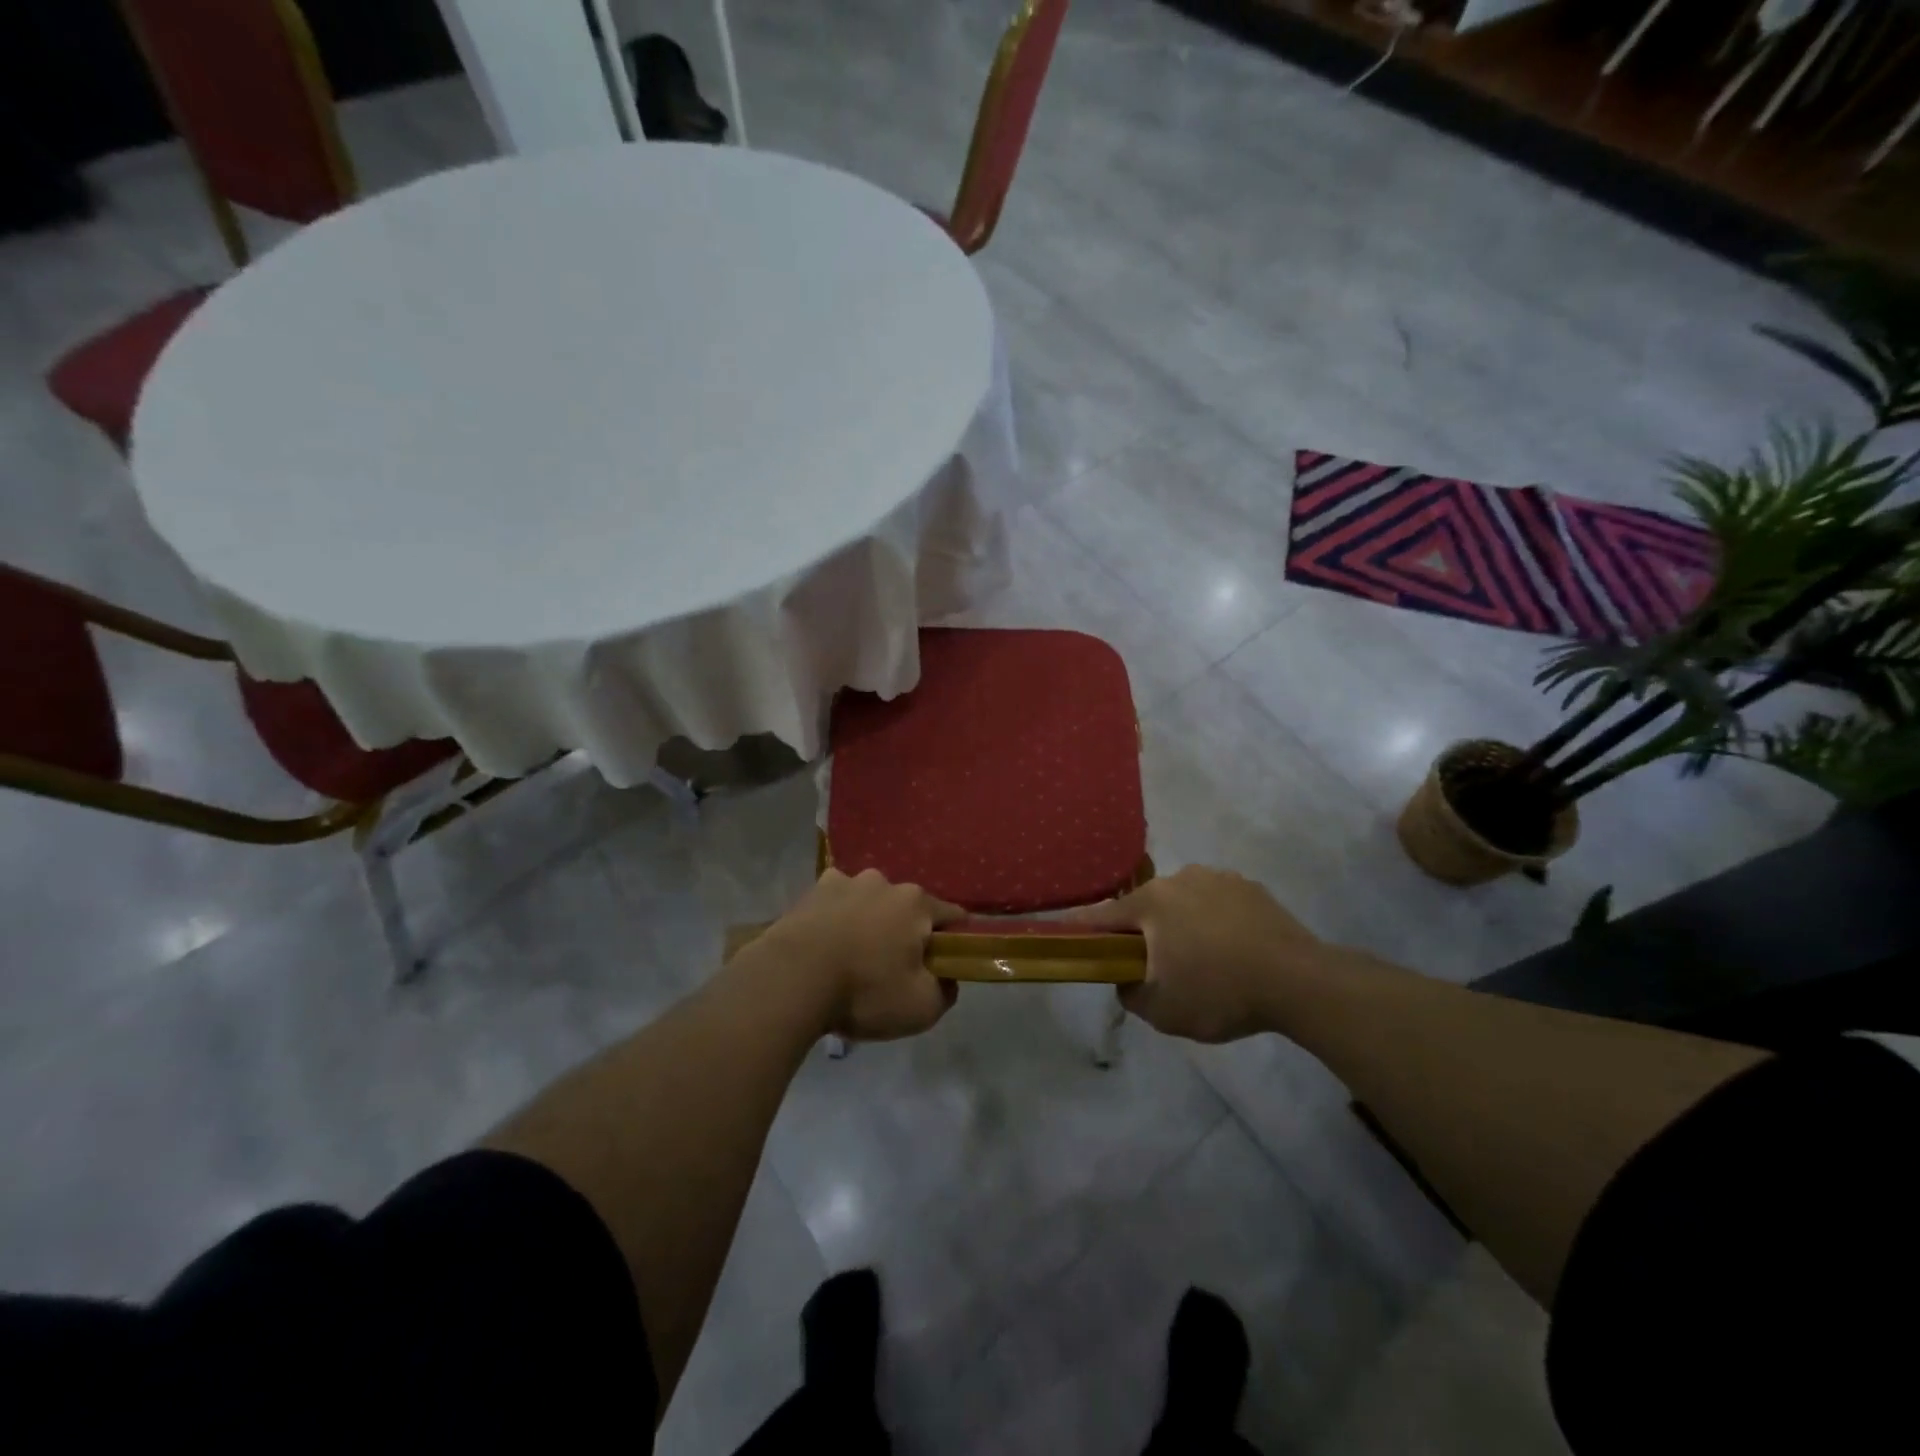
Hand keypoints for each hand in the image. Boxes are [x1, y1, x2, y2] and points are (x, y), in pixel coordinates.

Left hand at [760, 869, 962, 1040]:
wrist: (791, 980)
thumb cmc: (864, 991)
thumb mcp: (921, 1008)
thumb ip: (946, 991)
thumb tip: (946, 978)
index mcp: (917, 903)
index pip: (953, 916)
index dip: (954, 942)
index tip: (943, 966)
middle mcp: (885, 882)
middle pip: (907, 909)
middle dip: (906, 933)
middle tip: (893, 970)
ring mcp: (846, 881)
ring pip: (870, 902)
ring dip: (869, 923)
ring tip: (854, 959)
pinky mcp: (813, 891)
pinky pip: (836, 903)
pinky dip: (837, 918)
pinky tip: (827, 944)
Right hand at [1071, 866, 1325, 1042]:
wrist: (1299, 982)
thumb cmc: (1219, 993)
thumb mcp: (1161, 1011)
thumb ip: (1129, 992)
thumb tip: (1125, 977)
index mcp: (1150, 904)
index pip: (1101, 916)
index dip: (1082, 930)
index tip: (1069, 937)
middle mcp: (1178, 879)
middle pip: (1146, 908)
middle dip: (1145, 934)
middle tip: (1158, 969)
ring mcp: (1217, 878)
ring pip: (1183, 903)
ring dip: (1182, 926)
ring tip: (1205, 962)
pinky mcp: (1249, 886)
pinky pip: (1217, 904)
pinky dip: (1215, 923)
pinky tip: (1234, 952)